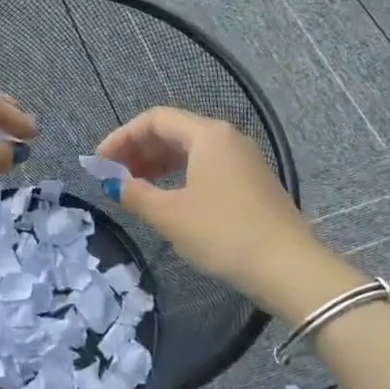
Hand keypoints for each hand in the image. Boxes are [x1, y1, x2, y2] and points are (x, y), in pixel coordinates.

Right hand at [96, 106, 318, 302]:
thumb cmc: (224, 234)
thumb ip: (136, 193)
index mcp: (207, 134)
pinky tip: (169, 197)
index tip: (100, 162)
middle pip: (173, 130)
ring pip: (191, 149)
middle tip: (113, 174)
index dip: (122, 136)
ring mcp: (244, 159)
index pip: (155, 119)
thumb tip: (113, 182)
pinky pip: (207, 165)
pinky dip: (181, 174)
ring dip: (158, 163)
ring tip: (135, 186)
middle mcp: (227, 137)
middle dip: (138, 149)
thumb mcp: (170, 216)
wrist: (290, 269)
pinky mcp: (253, 182)